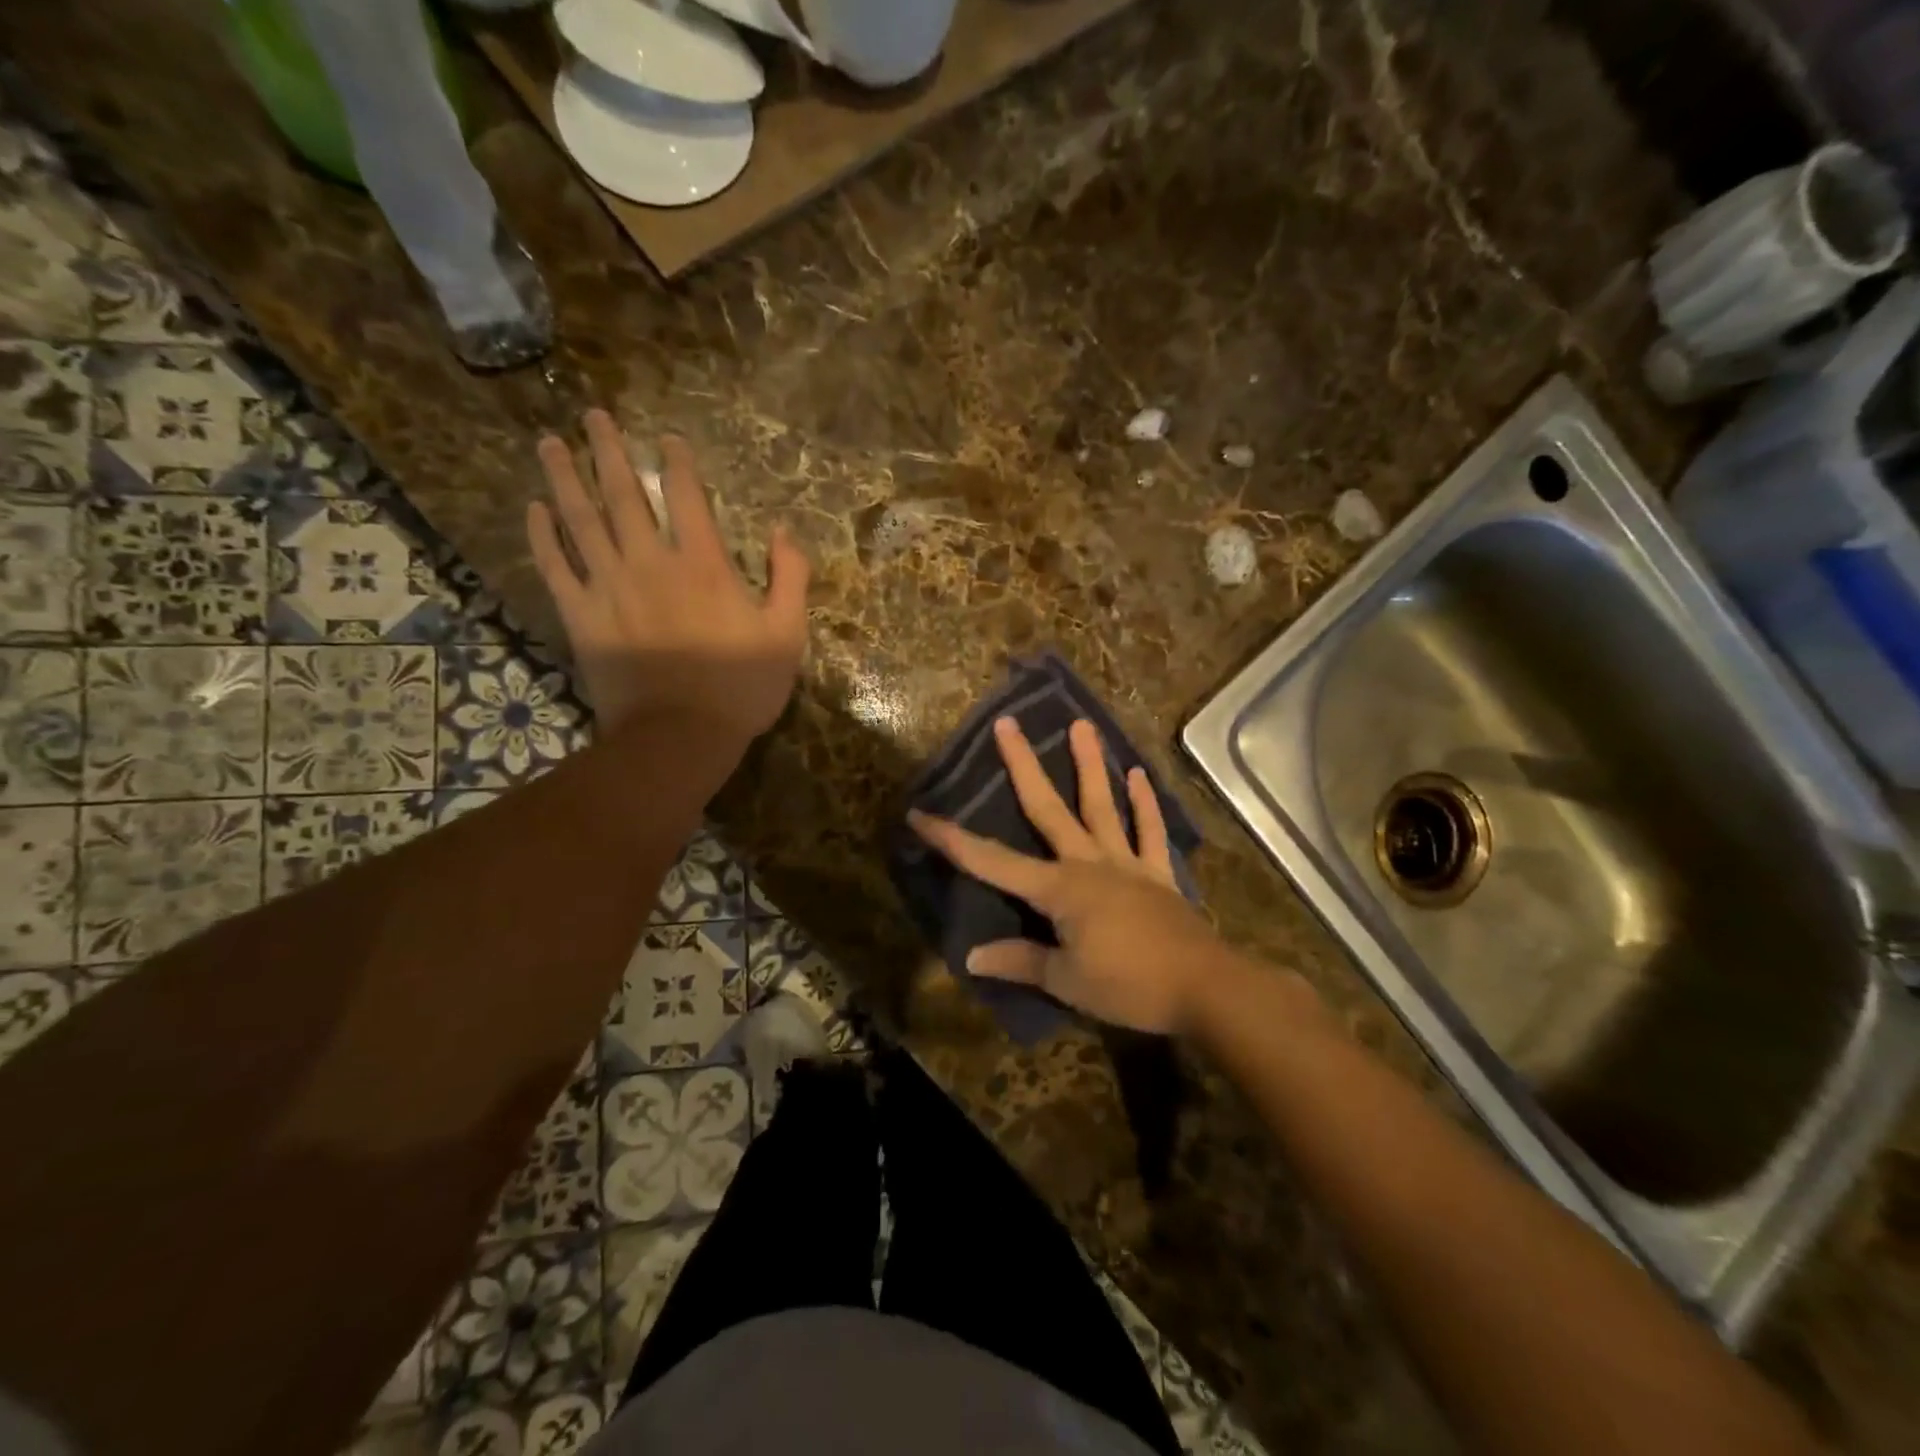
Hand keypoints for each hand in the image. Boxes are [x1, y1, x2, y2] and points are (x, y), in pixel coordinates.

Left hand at [528, 411, 809, 738]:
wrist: (680, 735)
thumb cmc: (742, 687)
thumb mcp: (787, 634)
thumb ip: (790, 577)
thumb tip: (782, 530)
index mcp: (704, 565)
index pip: (685, 497)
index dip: (676, 462)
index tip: (666, 438)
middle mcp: (650, 562)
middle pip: (623, 495)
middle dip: (608, 451)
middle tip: (592, 415)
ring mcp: (609, 587)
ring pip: (581, 520)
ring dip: (565, 478)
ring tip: (550, 442)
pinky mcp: (581, 616)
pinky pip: (555, 567)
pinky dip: (543, 536)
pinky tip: (534, 510)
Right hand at [908, 717, 1227, 1033]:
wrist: (1204, 988)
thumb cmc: (1129, 986)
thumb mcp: (1066, 981)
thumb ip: (1020, 961)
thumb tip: (972, 956)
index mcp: (1059, 889)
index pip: (992, 862)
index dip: (953, 840)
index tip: (920, 814)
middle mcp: (1089, 863)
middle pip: (1048, 808)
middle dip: (1023, 767)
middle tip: (1007, 724)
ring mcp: (1126, 864)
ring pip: (1102, 806)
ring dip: (1090, 765)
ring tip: (1082, 725)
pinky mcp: (1157, 875)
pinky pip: (1150, 833)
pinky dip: (1145, 805)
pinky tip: (1138, 775)